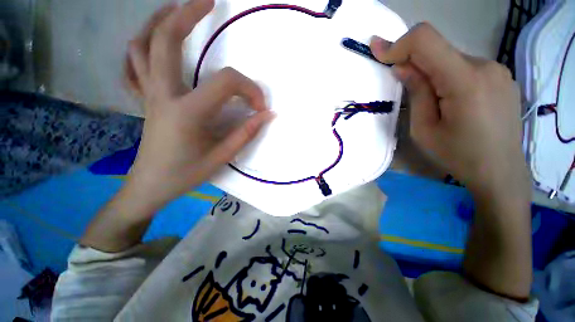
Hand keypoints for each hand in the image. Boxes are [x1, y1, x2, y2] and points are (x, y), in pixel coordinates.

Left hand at [124, 0, 272, 208]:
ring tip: (177, 9)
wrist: (150, 186)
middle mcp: (163, 95)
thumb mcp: (222, 157)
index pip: (225, 83)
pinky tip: (152, 42)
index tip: (260, 107)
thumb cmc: (185, 174)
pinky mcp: (144, 100)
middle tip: (208, 1)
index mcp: (187, 112)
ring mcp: (149, 95)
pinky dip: (141, 46)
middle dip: (188, 14)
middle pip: (166, 40)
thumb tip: (266, 115)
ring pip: (142, 45)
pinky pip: (134, 65)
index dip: (249, 90)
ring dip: (159, 21)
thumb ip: (245, 133)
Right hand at [370, 23, 529, 198]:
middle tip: (403, 86)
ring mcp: (497, 69)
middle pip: (438, 49)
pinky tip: (450, 99)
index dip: (398, 43)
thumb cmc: (458, 155)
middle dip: (414, 63)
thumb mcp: (424, 129)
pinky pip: (465, 66)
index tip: (377, 50)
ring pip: (451, 58)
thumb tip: (402, 67)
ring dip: (432, 71)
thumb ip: (415, 93)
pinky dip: (447, 75)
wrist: (500, 171)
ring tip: (432, 100)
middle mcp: (486, 66)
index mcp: (465, 81)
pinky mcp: (501, 76)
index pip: (427, 41)